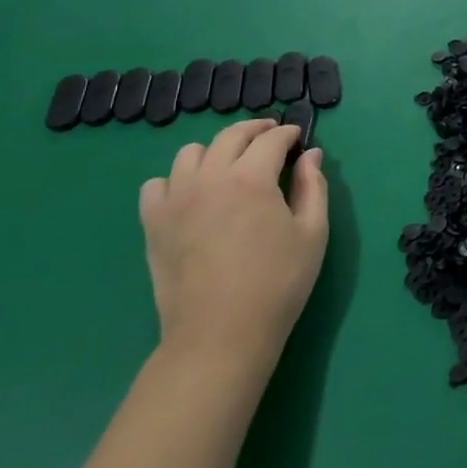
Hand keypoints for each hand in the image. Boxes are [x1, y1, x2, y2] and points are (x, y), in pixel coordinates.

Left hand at [138, 119, 327, 368]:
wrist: (220, 336)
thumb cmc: (277, 284)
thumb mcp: (312, 233)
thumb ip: (313, 187)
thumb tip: (311, 155)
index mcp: (252, 178)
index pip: (271, 139)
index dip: (288, 133)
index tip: (298, 138)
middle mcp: (210, 178)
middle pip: (230, 136)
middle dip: (255, 131)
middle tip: (270, 137)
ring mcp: (176, 199)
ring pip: (190, 153)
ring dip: (215, 151)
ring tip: (230, 166)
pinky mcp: (153, 223)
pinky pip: (157, 184)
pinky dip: (177, 180)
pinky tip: (193, 195)